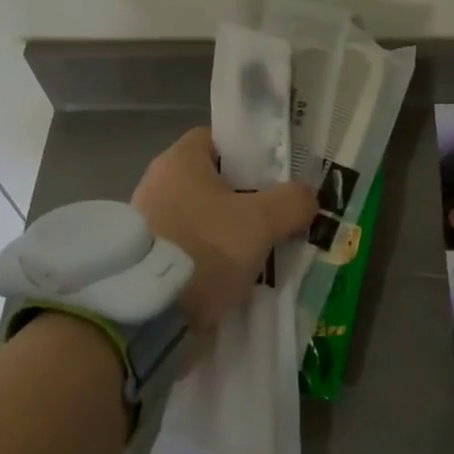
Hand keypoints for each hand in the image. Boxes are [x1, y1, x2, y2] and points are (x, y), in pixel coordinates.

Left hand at [132, 128, 316, 327]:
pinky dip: (212, 260)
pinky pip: (190, 250)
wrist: (149, 314)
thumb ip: (292, 202)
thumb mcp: (262, 221)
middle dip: (246, 199)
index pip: (218, 140)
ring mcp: (148, 224)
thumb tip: (307, 197)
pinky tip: (236, 277)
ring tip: (262, 253)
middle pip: (214, 182)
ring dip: (230, 234)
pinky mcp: (146, 261)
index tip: (276, 175)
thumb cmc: (205, 248)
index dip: (250, 152)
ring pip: (204, 219)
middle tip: (278, 217)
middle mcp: (157, 184)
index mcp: (179, 161)